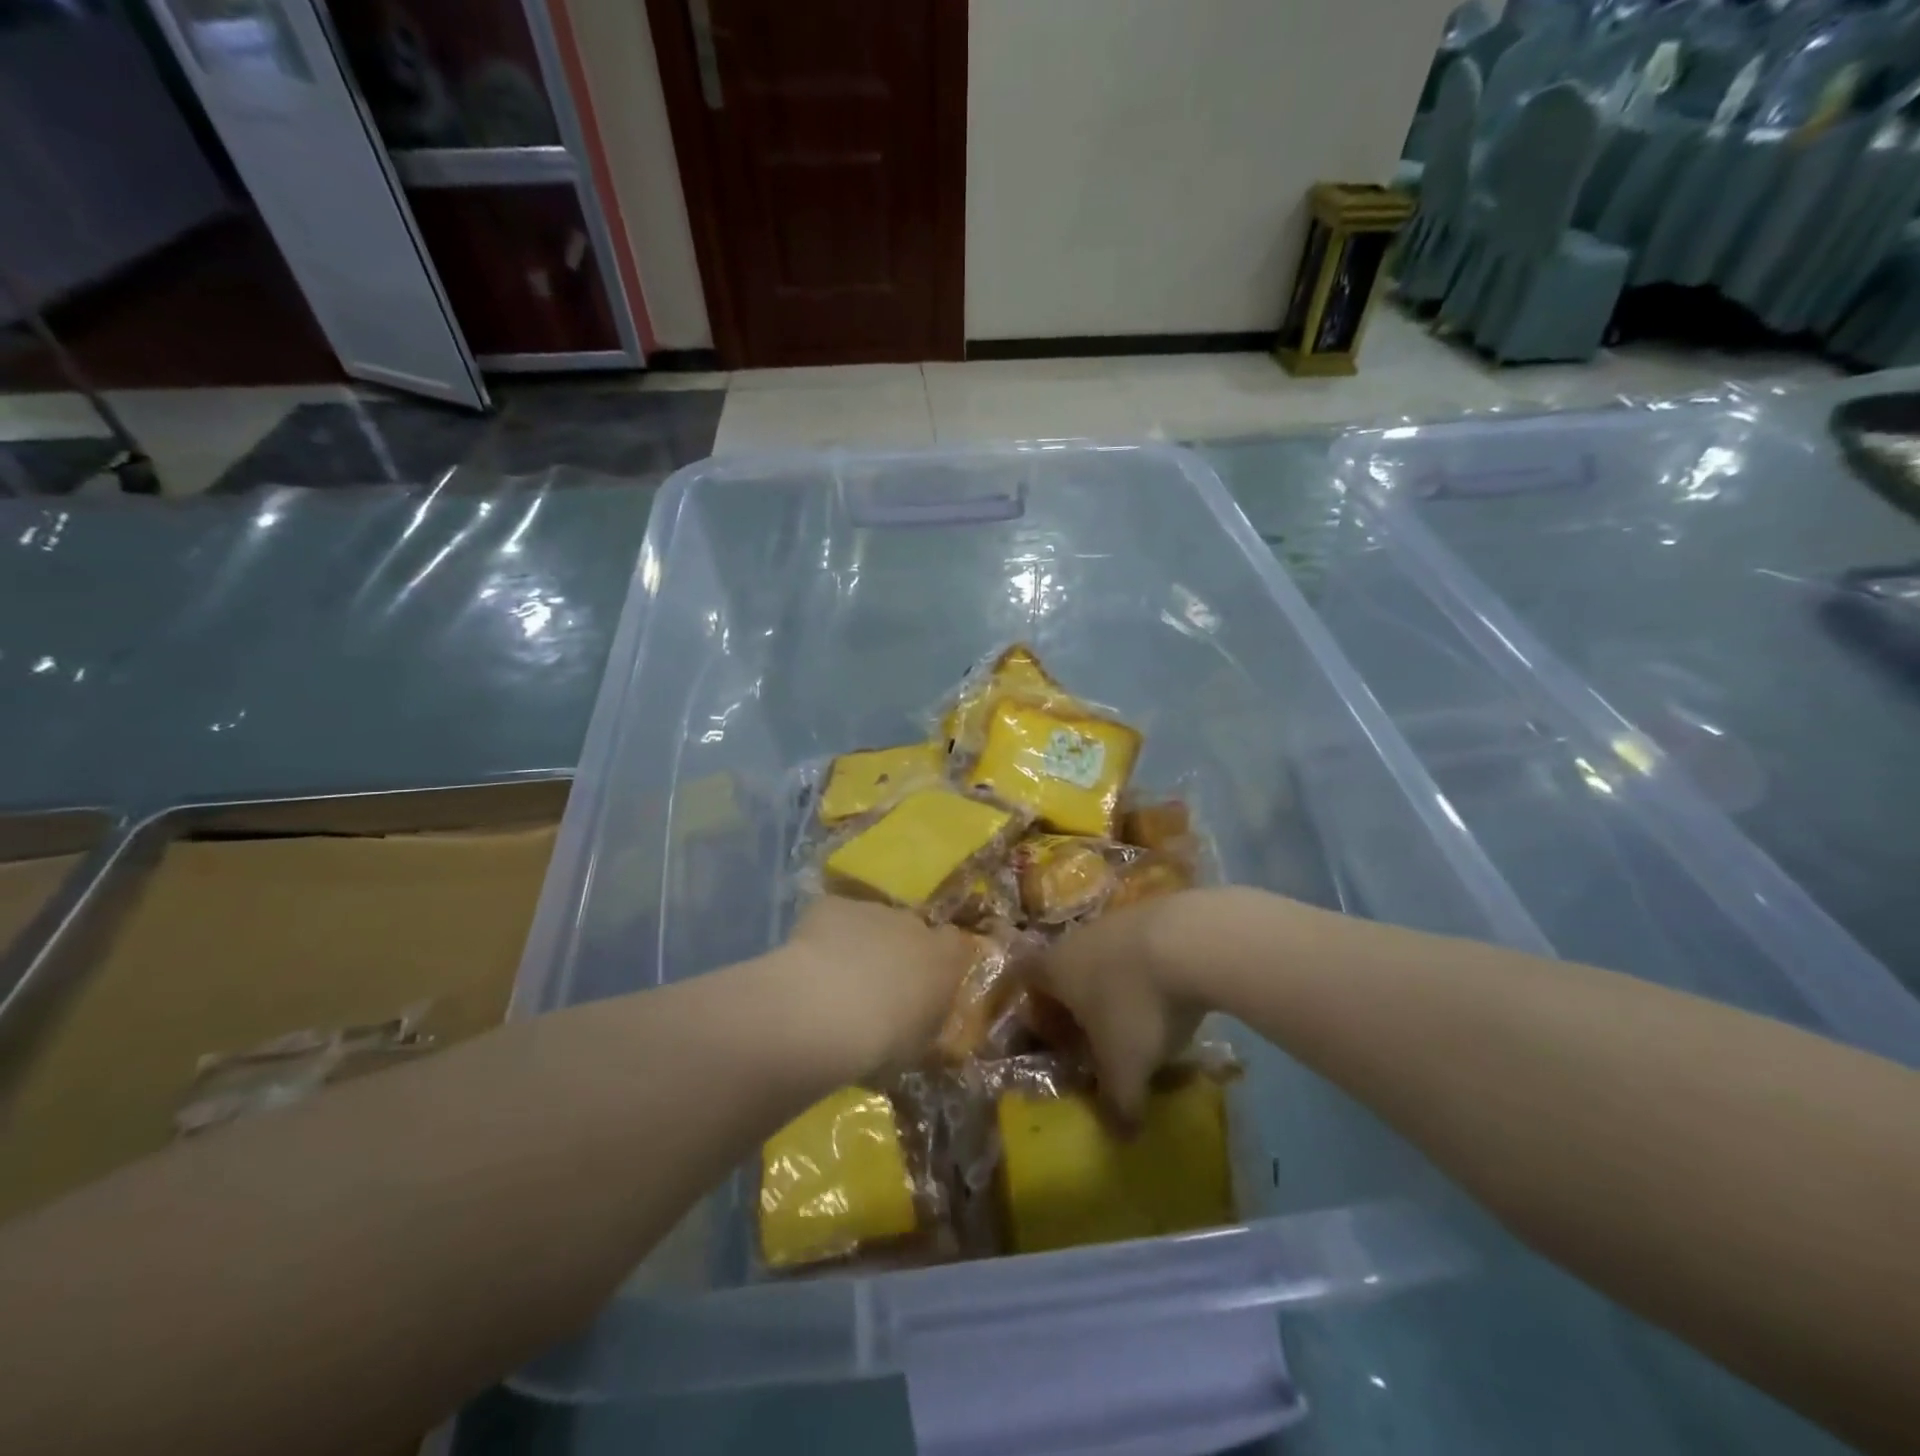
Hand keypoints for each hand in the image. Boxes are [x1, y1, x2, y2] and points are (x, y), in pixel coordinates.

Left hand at [780, 897, 976, 1081]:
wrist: (825, 1012)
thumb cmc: (883, 1041)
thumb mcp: (917, 1047)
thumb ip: (924, 1022)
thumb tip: (919, 1019)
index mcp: (944, 958)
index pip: (954, 945)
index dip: (940, 960)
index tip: (926, 983)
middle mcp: (912, 924)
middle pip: (910, 929)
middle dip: (896, 951)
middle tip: (875, 987)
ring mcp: (871, 910)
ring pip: (870, 922)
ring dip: (859, 944)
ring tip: (835, 981)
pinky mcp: (831, 905)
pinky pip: (832, 919)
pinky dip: (824, 937)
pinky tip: (808, 967)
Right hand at [1032, 891, 1214, 1123]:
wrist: (1192, 941)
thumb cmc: (1138, 1006)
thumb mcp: (1125, 1068)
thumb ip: (1118, 1104)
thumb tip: (1120, 1136)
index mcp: (1055, 968)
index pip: (1024, 977)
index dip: (1031, 1005)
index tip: (1044, 1031)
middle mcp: (1078, 938)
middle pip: (1066, 967)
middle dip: (1077, 1001)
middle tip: (1094, 1037)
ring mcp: (1117, 920)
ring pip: (1105, 956)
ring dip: (1116, 985)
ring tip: (1141, 1020)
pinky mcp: (1156, 912)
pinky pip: (1140, 948)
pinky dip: (1148, 971)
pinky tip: (1173, 994)